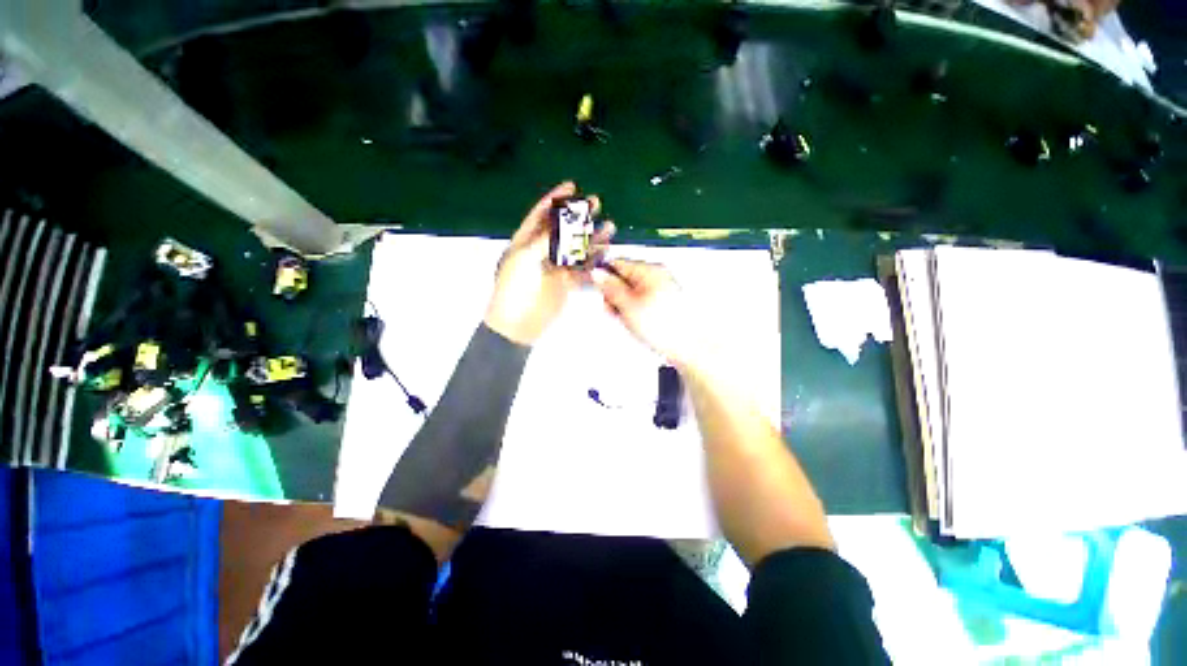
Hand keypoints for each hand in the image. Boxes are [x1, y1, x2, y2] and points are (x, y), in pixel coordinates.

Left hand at [484, 182, 613, 345]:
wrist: (518, 324)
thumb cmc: (514, 289)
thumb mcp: (524, 259)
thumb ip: (544, 240)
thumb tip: (563, 225)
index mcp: (525, 241)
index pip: (540, 214)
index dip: (555, 198)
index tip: (571, 185)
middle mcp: (540, 251)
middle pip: (563, 229)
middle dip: (579, 215)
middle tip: (595, 203)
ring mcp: (554, 267)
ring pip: (576, 248)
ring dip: (592, 238)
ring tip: (610, 227)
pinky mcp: (565, 282)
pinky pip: (582, 268)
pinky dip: (594, 260)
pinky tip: (606, 252)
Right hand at [592, 259, 701, 368]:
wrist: (688, 348)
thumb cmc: (664, 328)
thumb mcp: (628, 306)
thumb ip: (611, 288)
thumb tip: (597, 274)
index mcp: (650, 271)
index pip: (618, 263)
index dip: (604, 278)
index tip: (599, 292)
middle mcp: (657, 276)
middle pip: (624, 278)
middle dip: (614, 295)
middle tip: (614, 312)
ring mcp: (661, 289)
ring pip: (631, 292)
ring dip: (623, 305)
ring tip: (628, 321)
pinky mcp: (663, 303)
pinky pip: (641, 301)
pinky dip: (634, 311)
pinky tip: (636, 323)